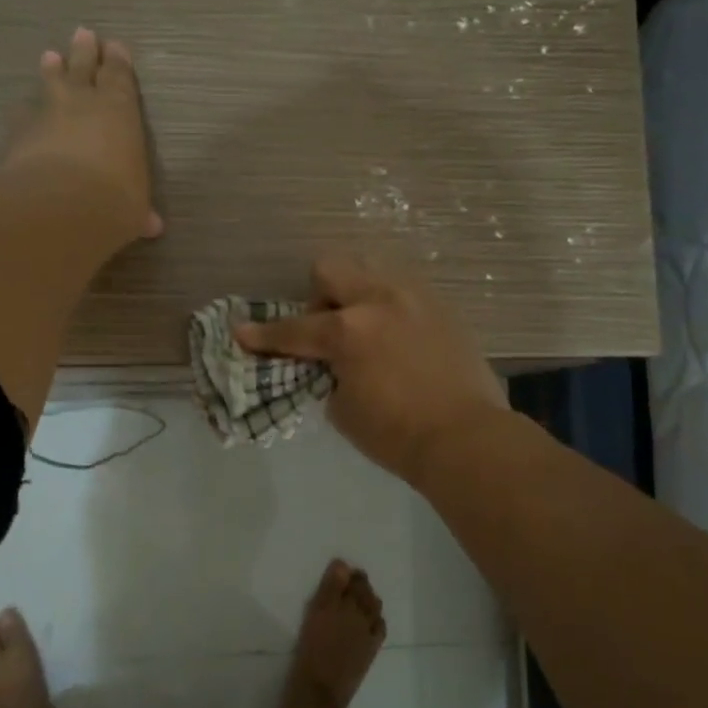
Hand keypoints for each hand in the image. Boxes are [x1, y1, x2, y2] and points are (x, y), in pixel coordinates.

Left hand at [4, 26, 163, 241]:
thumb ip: (139, 210)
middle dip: (85, 52)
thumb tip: (151, 226)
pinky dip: (26, 112)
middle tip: (83, 33)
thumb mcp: (134, 208)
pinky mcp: (20, 133)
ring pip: (51, 84)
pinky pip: (24, 115)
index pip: (120, 78)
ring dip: (52, 71)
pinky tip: (22, 111)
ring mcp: (48, 114)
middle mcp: (84, 103)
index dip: (118, 62)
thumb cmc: (114, 199)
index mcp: (121, 111)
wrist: (60, 206)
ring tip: (50, 56)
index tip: (115, 46)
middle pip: (84, 68)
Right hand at [234, 256, 508, 483]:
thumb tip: (332, 362)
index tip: (241, 332)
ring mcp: (415, 299)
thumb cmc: (396, 434)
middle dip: (317, 297)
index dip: (264, 335)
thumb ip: (329, 373)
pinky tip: (396, 339)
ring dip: (355, 295)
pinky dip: (387, 308)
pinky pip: (403, 292)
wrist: (466, 438)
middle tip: (325, 332)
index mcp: (349, 330)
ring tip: (364, 331)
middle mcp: (380, 301)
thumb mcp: (343, 408)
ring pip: (371, 271)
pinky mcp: (442, 308)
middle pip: (331, 268)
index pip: (294, 329)